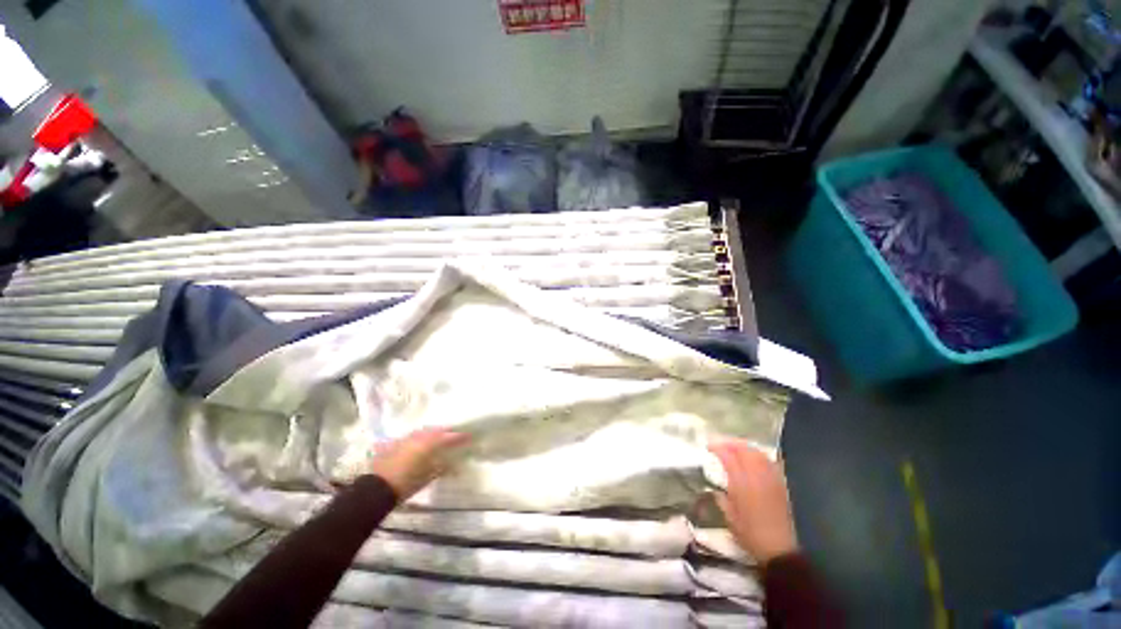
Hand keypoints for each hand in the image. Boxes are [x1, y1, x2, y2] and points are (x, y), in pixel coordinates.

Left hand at [366, 428, 468, 499]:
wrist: (376, 489)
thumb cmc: (406, 484)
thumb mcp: (428, 477)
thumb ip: (442, 468)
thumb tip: (455, 465)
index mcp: (429, 443)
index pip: (448, 437)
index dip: (459, 436)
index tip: (469, 436)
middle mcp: (418, 437)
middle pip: (436, 430)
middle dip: (446, 431)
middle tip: (455, 434)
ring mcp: (405, 439)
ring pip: (423, 431)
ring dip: (433, 433)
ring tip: (439, 436)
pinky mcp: (395, 443)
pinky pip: (412, 436)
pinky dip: (419, 437)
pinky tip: (420, 442)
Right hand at [709, 438, 797, 562]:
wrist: (779, 550)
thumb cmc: (750, 535)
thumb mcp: (729, 517)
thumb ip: (721, 499)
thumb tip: (715, 489)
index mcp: (742, 484)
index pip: (728, 457)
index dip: (718, 448)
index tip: (708, 446)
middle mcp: (757, 478)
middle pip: (745, 450)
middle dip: (731, 443)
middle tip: (720, 443)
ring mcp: (770, 480)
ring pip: (758, 453)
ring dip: (744, 446)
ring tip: (734, 447)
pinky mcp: (780, 485)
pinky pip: (769, 462)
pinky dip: (759, 455)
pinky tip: (754, 457)